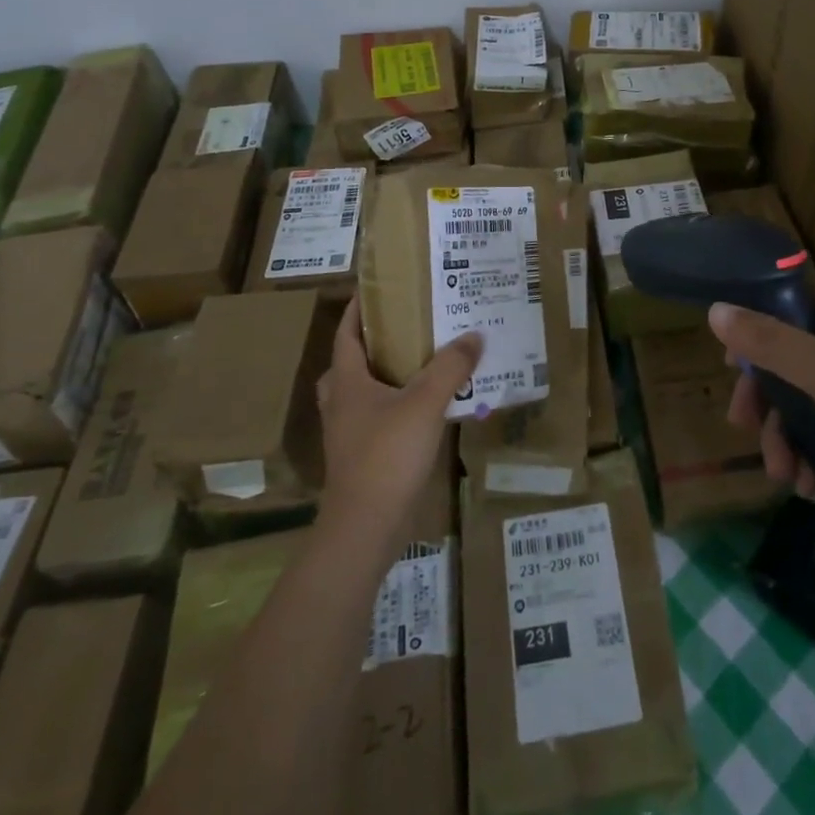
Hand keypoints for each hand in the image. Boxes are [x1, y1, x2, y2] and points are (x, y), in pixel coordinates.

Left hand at [317, 296, 481, 544]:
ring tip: (420, 361)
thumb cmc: (387, 454)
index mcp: (346, 380)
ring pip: (362, 391)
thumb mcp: (425, 402)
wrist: (365, 527)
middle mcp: (341, 402)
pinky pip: (376, 416)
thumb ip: (450, 366)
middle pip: (350, 361)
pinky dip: (395, 404)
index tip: (379, 287)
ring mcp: (348, 432)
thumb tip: (474, 334)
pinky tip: (424, 406)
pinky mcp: (360, 456)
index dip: (359, 308)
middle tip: (407, 325)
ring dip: (385, 374)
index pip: (347, 332)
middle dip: (374, 341)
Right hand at [713, 283, 814, 531]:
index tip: (732, 366)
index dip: (756, 329)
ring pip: (813, 398)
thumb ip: (767, 341)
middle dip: (769, 400)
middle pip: (795, 357)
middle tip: (744, 427)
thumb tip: (715, 310)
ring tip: (785, 477)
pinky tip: (813, 485)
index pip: (790, 304)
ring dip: (790, 437)